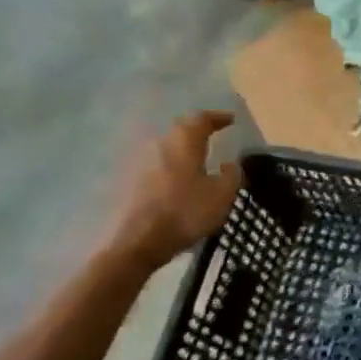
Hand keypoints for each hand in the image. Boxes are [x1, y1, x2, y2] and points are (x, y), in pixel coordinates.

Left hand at [109, 110, 241, 265]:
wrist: (137, 242)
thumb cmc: (185, 213)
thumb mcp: (222, 195)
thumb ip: (232, 174)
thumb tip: (230, 163)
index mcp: (185, 141)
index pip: (202, 118)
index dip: (218, 117)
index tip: (231, 120)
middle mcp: (160, 143)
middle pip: (181, 129)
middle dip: (197, 131)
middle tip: (213, 136)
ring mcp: (140, 161)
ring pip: (166, 147)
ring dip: (181, 150)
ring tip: (196, 160)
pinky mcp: (128, 181)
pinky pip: (154, 164)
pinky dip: (168, 167)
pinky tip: (176, 180)